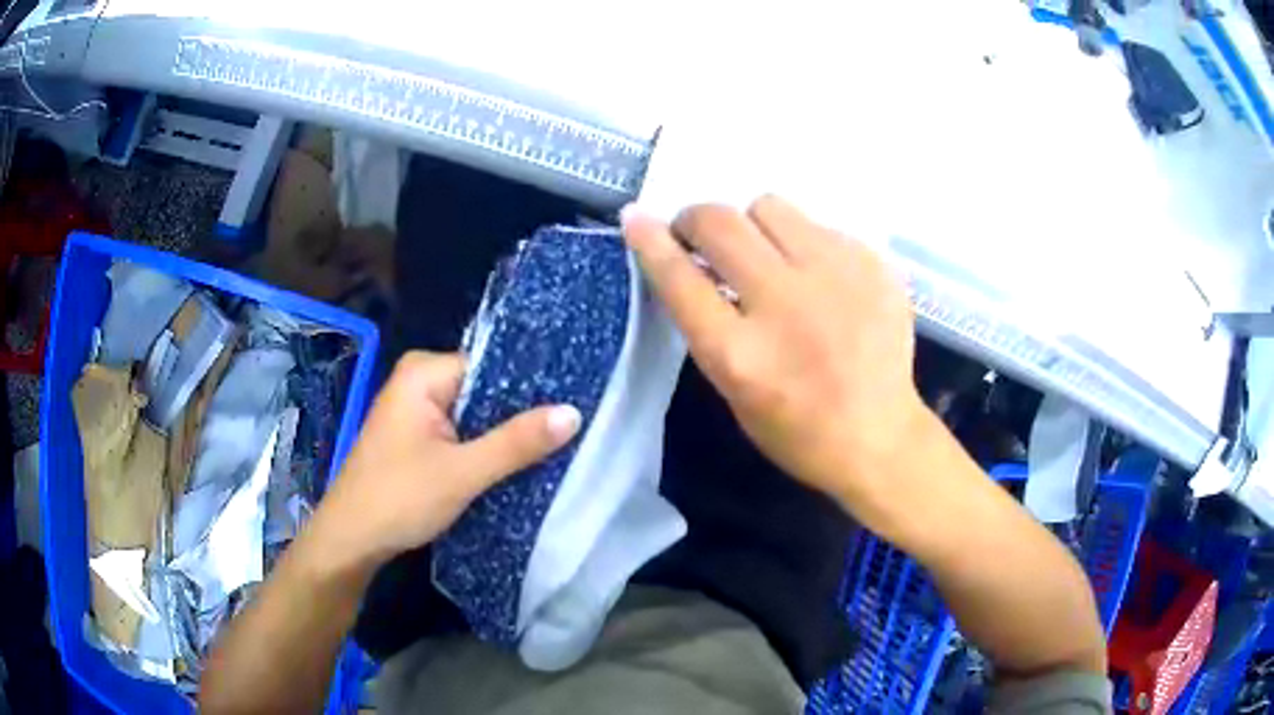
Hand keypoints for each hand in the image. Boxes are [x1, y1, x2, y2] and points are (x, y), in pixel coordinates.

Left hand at [308, 351, 580, 569]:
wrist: (351, 540)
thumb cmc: (398, 498)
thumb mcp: (463, 472)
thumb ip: (517, 442)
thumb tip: (574, 412)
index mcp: (424, 372)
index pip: (492, 364)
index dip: (532, 385)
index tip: (574, 400)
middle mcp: (419, 381)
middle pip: (485, 389)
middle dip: (522, 413)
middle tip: (572, 428)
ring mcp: (417, 410)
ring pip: (475, 414)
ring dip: (505, 434)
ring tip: (557, 444)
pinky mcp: (418, 437)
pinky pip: (462, 431)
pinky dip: (485, 447)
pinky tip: (518, 461)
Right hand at [622, 196, 923, 504]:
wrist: (880, 436)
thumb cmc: (797, 429)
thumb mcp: (734, 390)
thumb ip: (709, 324)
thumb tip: (687, 261)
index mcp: (740, 353)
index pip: (679, 277)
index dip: (649, 241)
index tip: (636, 218)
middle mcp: (784, 304)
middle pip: (720, 223)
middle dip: (696, 219)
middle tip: (700, 235)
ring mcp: (835, 276)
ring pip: (769, 207)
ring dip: (752, 224)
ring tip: (765, 253)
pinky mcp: (871, 264)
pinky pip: (817, 225)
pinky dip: (803, 242)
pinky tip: (817, 276)